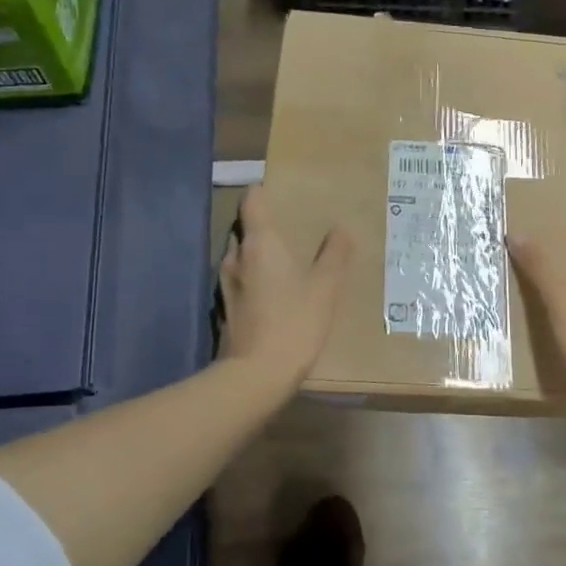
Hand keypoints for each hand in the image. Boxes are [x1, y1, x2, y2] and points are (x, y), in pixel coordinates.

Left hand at [220, 185, 352, 387]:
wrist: (257, 374)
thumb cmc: (294, 322)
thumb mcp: (325, 287)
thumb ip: (334, 254)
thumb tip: (341, 229)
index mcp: (260, 243)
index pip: (252, 200)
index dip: (263, 191)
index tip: (280, 192)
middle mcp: (236, 256)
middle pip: (245, 227)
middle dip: (263, 225)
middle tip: (290, 230)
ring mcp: (225, 283)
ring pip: (240, 255)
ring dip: (257, 253)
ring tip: (284, 261)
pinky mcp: (224, 308)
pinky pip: (239, 279)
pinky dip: (253, 277)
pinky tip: (273, 292)